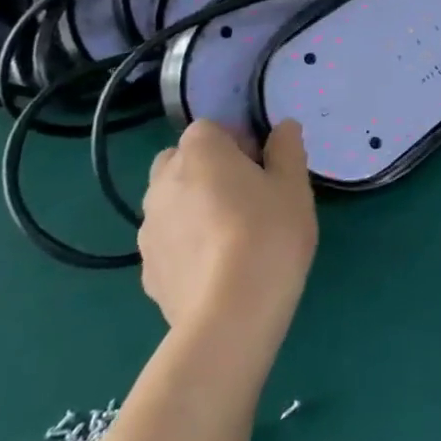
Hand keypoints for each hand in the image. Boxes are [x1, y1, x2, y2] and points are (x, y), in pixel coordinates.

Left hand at [139, 120, 315, 348]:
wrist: (231, 313)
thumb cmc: (269, 233)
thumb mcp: (294, 185)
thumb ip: (287, 149)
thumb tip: (283, 128)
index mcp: (199, 153)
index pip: (209, 128)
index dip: (235, 140)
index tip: (261, 163)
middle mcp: (163, 184)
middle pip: (179, 161)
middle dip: (206, 169)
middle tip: (246, 193)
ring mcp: (148, 229)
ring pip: (170, 203)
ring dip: (193, 206)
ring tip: (231, 233)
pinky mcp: (146, 270)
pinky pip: (168, 241)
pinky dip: (186, 243)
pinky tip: (216, 266)